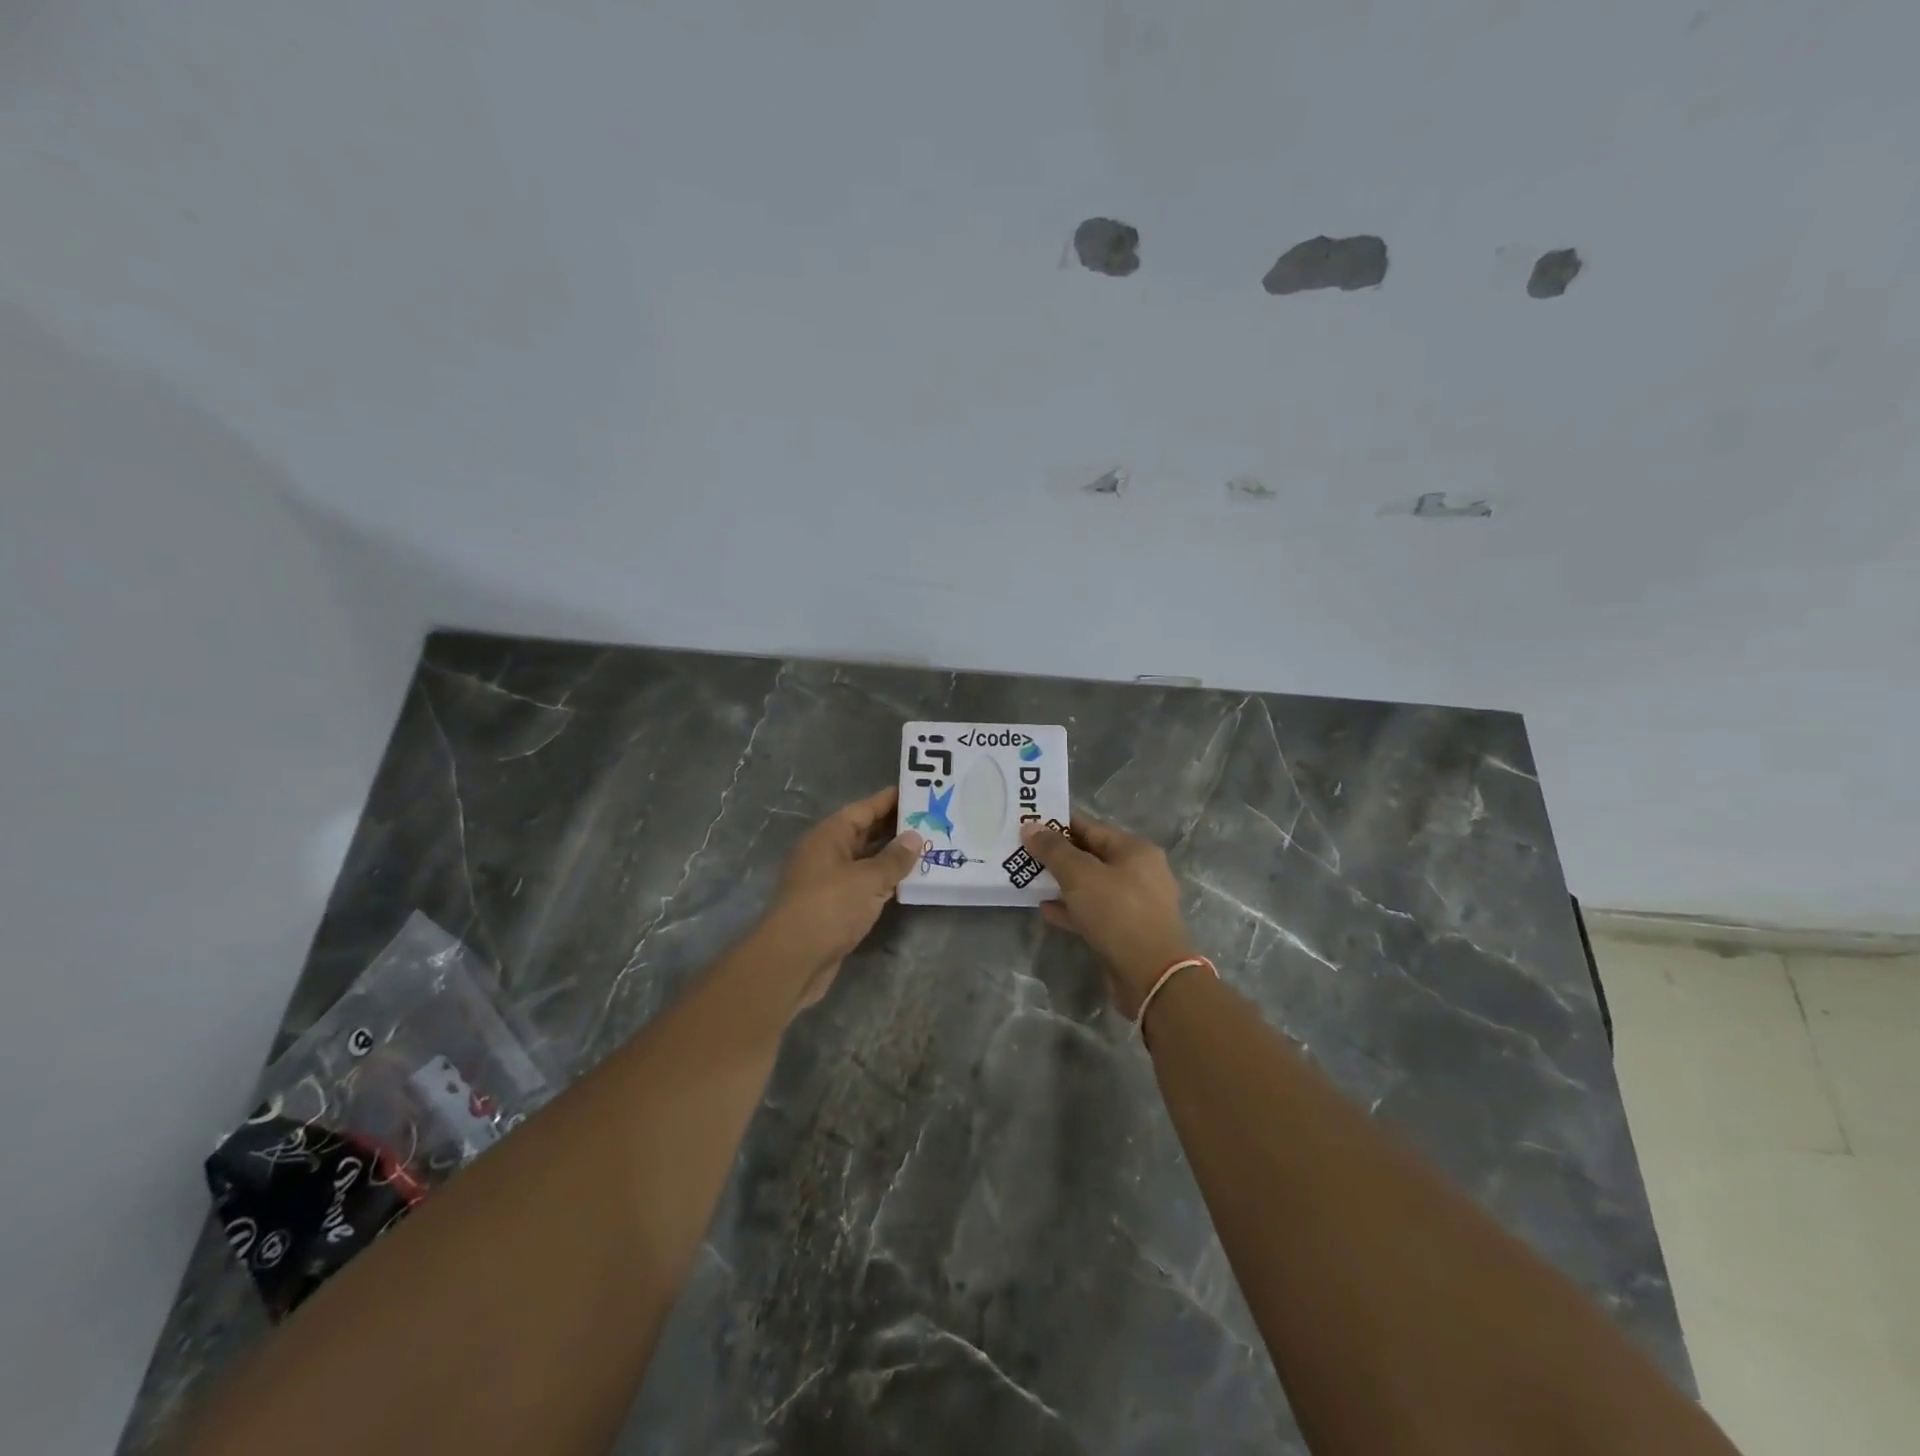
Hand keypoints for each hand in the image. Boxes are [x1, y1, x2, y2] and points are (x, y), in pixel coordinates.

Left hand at [760, 788, 923, 1008]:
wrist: (792, 960)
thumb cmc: (829, 908)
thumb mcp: (867, 880)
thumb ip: (894, 858)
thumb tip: (915, 836)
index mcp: (829, 836)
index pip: (863, 809)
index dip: (889, 800)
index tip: (918, 792)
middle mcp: (826, 853)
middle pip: (864, 833)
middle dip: (895, 828)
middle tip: (932, 821)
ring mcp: (828, 881)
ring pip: (865, 860)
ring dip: (892, 857)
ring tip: (928, 848)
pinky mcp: (833, 907)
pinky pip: (864, 884)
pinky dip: (884, 881)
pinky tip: (907, 882)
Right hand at [1022, 817, 1196, 1017]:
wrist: (1152, 976)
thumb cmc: (1118, 913)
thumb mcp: (1080, 876)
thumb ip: (1053, 850)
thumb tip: (1030, 826)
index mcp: (1135, 850)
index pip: (1091, 828)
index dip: (1058, 826)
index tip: (1029, 826)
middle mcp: (1140, 872)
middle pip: (1091, 856)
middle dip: (1058, 856)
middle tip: (1023, 854)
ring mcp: (1135, 904)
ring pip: (1092, 886)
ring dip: (1062, 884)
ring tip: (1030, 881)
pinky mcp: (1127, 931)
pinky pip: (1094, 912)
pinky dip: (1072, 908)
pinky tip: (1046, 909)